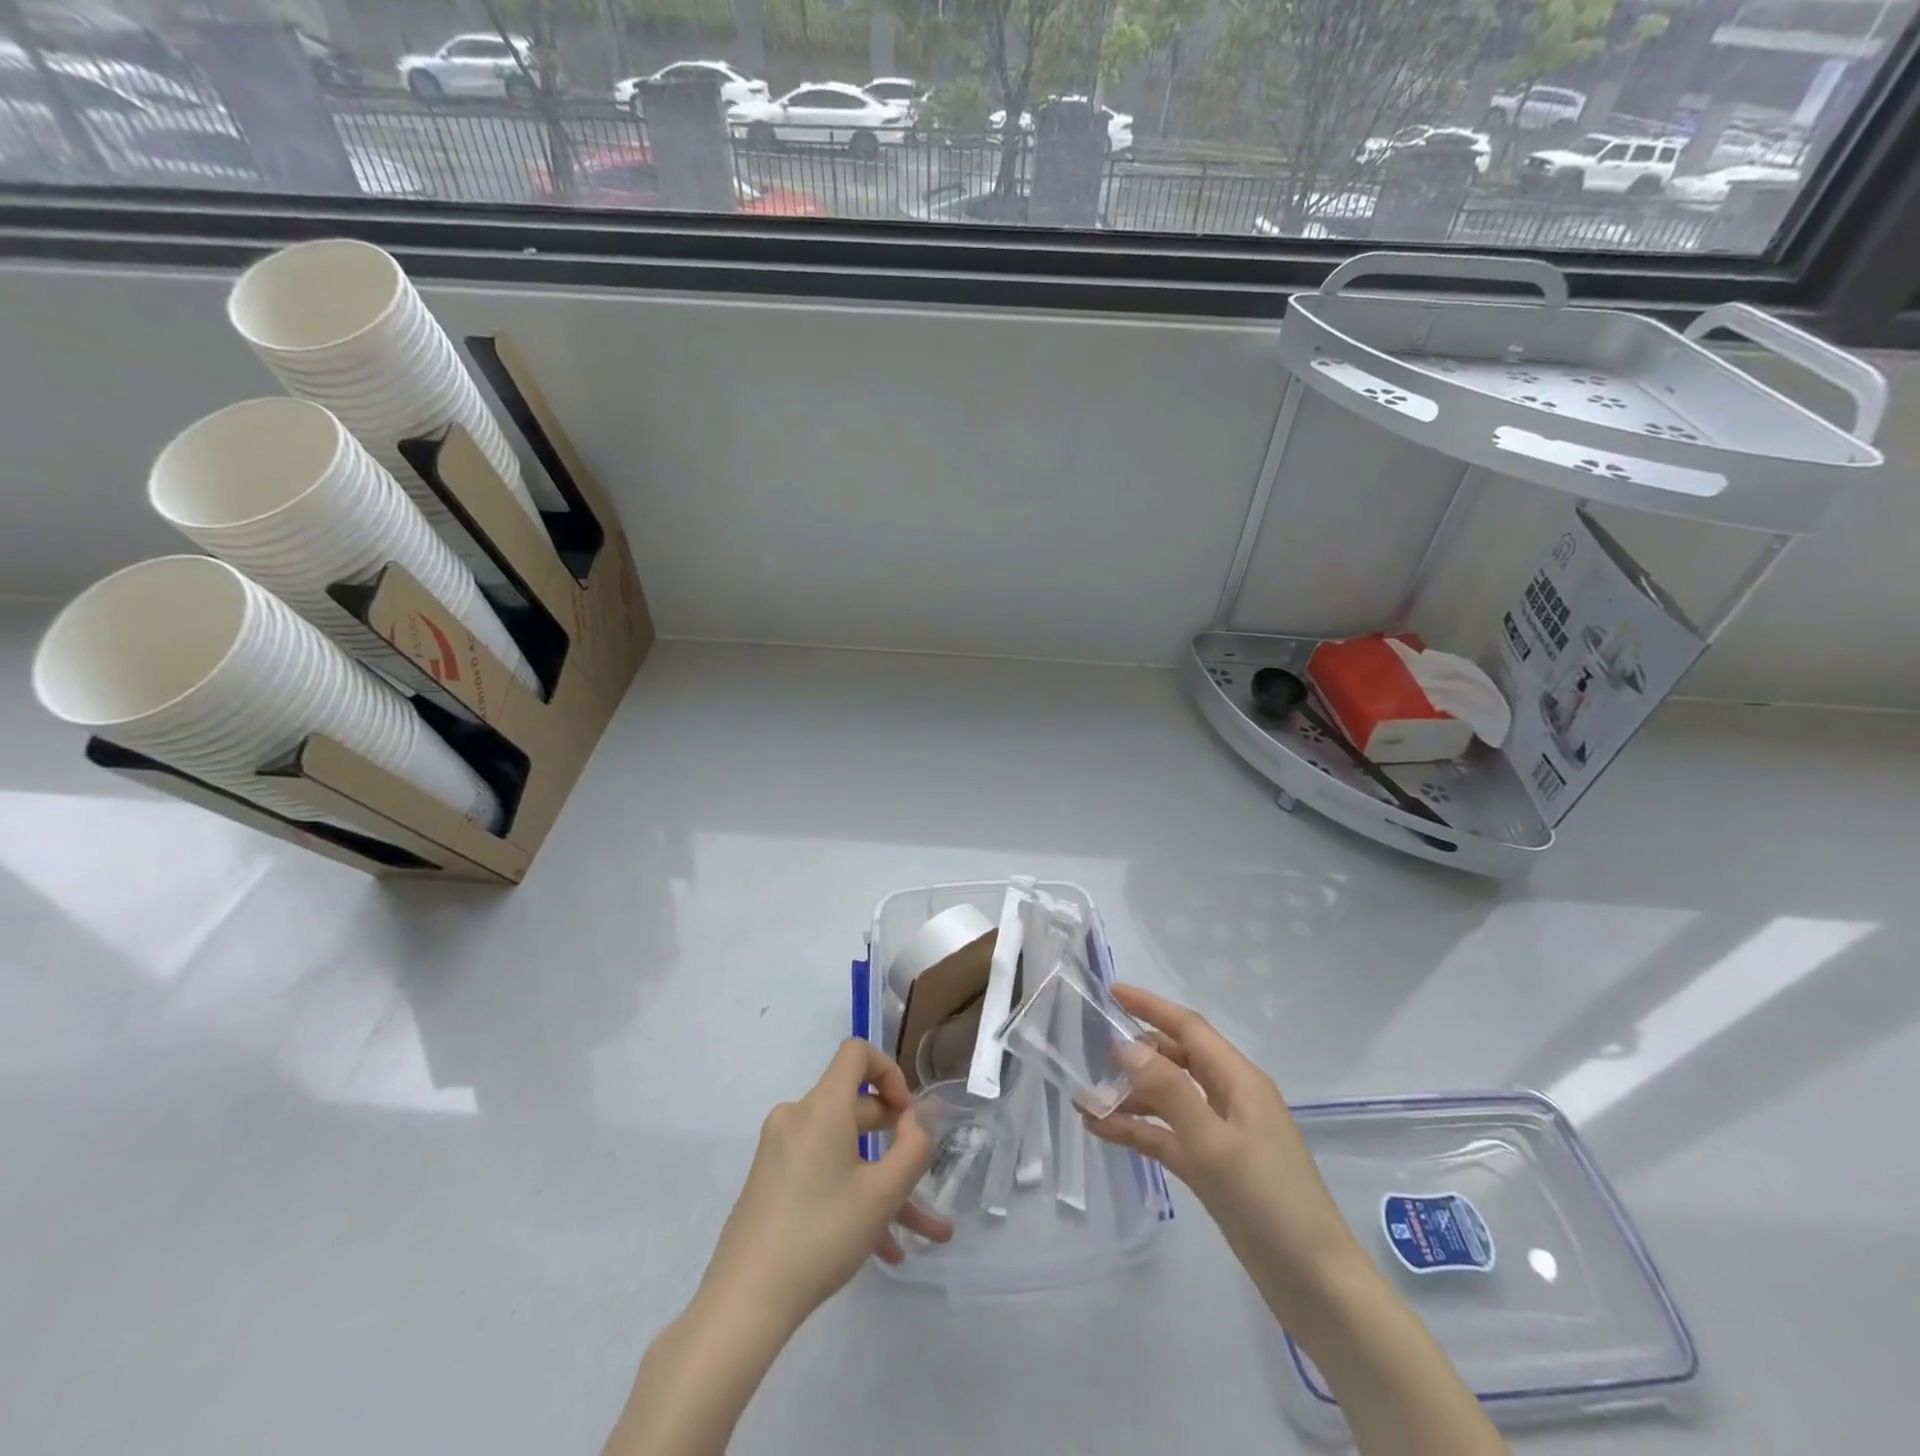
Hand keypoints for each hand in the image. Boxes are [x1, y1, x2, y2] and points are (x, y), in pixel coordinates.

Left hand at [700, 1039, 952, 1330]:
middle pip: (855, 1107)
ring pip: (843, 1151)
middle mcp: (797, 1116)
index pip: (857, 1053)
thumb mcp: (882, 1195)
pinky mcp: (770, 1180)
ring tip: (919, 1232)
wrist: (745, 1301)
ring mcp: (779, 1150)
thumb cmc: (821, 1235)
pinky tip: (882, 1247)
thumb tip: (912, 1122)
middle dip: (895, 1142)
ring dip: (880, 1182)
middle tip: (922, 1176)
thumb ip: (912, 1149)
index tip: (907, 1117)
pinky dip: (851, 1194)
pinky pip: (821, 1170)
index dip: (890, 1072)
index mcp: (821, 1107)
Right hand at [1084, 985, 1365, 1328]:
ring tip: (1086, 1100)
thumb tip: (1125, 1045)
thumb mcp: (1213, 1143)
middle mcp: (1230, 1099)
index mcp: (1239, 1081)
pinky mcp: (1214, 1168)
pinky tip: (1101, 1130)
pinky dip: (1139, 1130)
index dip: (1150, 1007)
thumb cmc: (1269, 1203)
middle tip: (1091, 1051)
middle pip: (1176, 1061)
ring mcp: (1222, 1135)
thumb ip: (1168, 1091)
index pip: (1188, 1028)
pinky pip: (1169, 1136)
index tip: (1111, 991)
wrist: (1317, 1287)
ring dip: (1130, 1098)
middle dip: (1136, 1053)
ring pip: (1169, 1100)